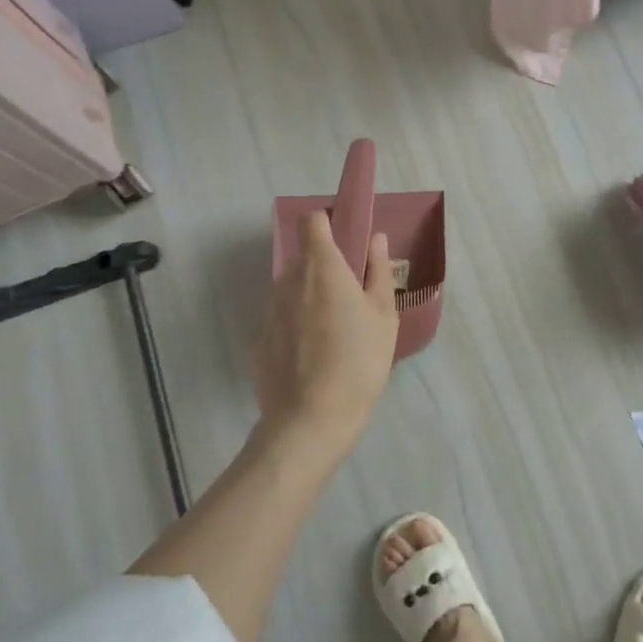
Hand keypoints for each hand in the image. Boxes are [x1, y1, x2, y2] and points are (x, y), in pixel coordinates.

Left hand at [256, 211, 399, 459]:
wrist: (311, 419)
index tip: (347, 239)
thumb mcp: (383, 316)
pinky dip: (297, 325)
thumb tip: (376, 239)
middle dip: (326, 267)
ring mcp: (269, 310)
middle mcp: (289, 281)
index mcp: (322, 267)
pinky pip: (282, 319)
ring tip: (335, 331)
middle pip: (305, 258)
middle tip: (352, 296)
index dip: (329, 223)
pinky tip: (315, 355)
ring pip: (292, 289)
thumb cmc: (359, 361)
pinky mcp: (258, 340)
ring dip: (311, 297)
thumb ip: (378, 271)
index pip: (313, 222)